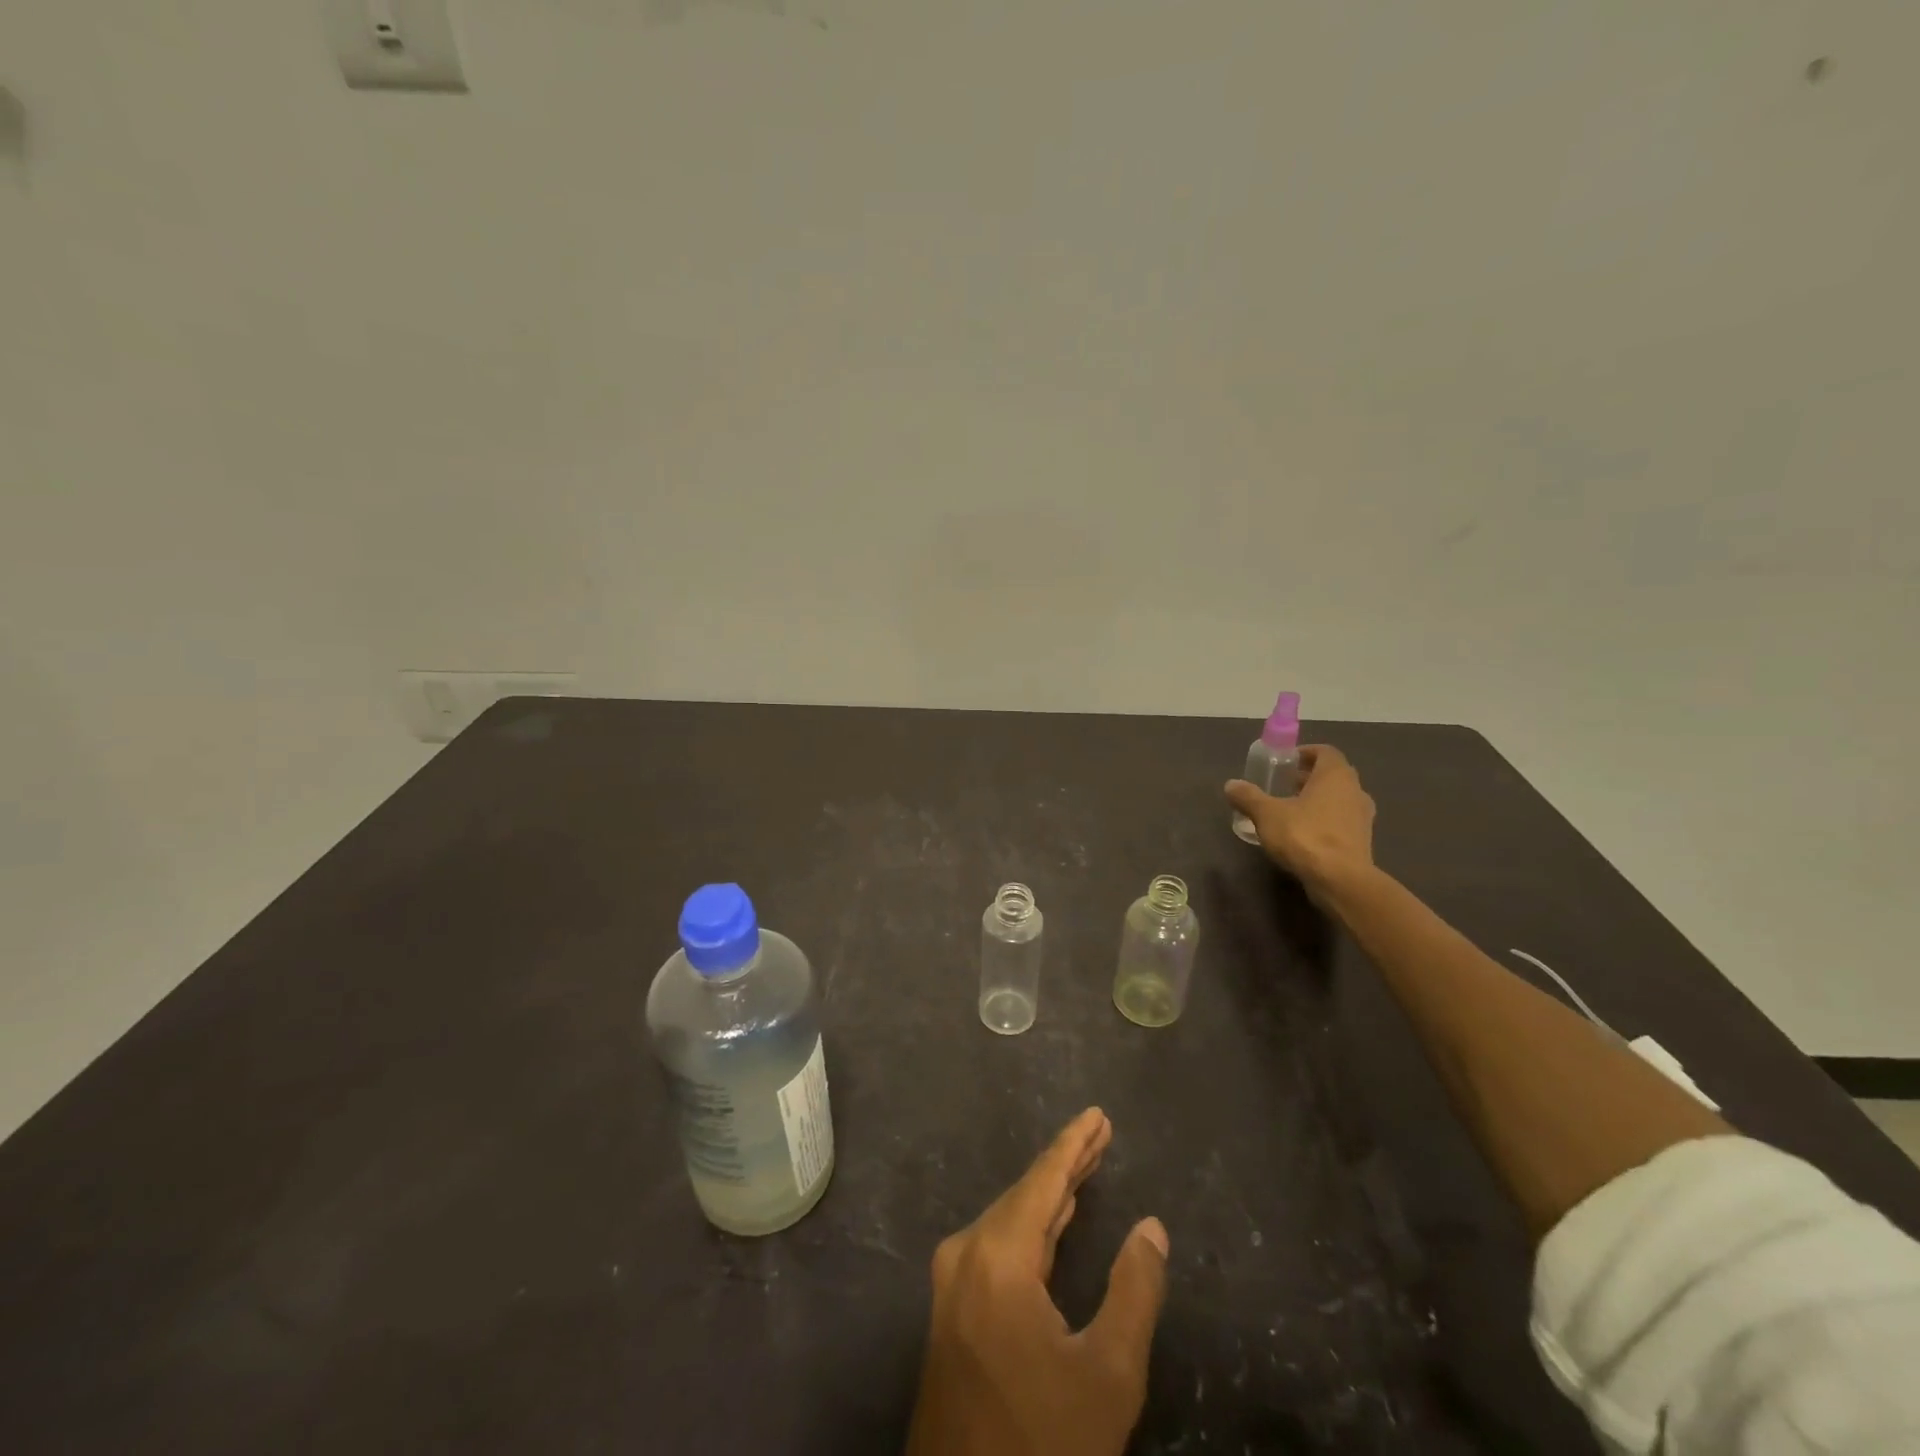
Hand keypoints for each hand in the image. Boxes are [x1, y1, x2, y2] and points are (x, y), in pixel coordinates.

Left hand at [904, 1108, 1169, 1455]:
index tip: (1098, 1114)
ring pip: (1010, 1219)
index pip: (1043, 1182)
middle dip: (1066, 1164)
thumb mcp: (1108, 1375)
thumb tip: (1151, 1228)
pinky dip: (1032, 1227)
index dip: (1074, 1144)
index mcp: (997, 1257)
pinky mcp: (952, 1309)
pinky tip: (1053, 1220)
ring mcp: (952, 1282)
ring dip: (1050, 1194)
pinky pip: (997, 1245)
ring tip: (1085, 1165)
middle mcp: (966, 1254)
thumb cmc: (1042, 1440)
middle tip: (1101, 1133)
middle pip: (1025, 1194)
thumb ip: (1134, 1291)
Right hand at [1225, 743, 1375, 890]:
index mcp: (1335, 776)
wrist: (1340, 880)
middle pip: (1333, 775)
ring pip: (1339, 799)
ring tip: (1291, 810)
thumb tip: (1231, 785)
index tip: (1286, 762)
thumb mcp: (1266, 814)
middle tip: (1284, 785)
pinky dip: (1325, 821)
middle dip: (1309, 777)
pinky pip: (1341, 821)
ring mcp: (1362, 817)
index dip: (1305, 753)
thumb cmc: (1304, 835)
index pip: (1325, 752)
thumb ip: (1248, 797)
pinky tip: (1304, 835)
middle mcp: (1355, 791)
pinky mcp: (1362, 841)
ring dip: (1318, 800)